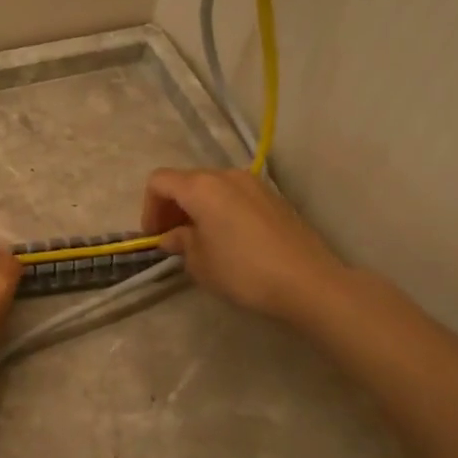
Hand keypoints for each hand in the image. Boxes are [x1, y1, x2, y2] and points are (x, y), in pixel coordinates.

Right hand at [141, 168, 345, 324]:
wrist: (308, 282)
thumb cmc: (243, 271)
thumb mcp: (200, 263)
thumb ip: (181, 242)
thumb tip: (175, 235)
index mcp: (202, 187)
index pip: (160, 182)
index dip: (149, 208)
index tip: (154, 237)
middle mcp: (227, 176)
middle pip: (187, 181)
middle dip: (173, 208)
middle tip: (172, 239)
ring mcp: (254, 184)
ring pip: (213, 188)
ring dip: (198, 209)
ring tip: (200, 241)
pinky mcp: (274, 198)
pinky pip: (235, 197)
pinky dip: (221, 211)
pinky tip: (228, 240)